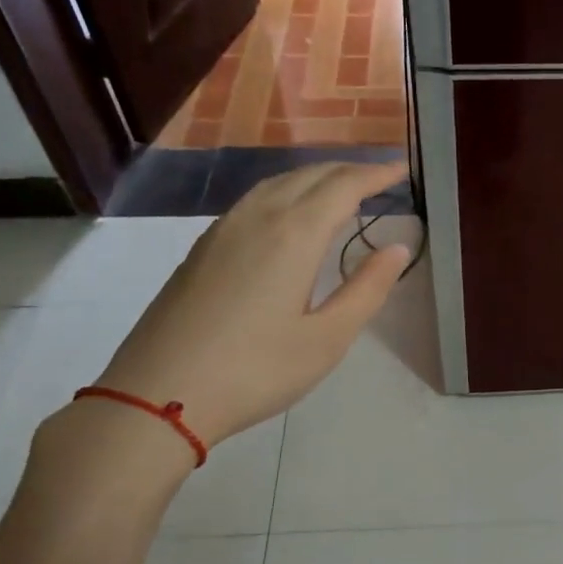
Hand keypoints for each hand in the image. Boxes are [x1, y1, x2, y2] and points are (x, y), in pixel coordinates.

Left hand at [94, 161, 410, 444]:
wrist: (159, 393)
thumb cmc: (255, 371)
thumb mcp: (327, 339)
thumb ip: (366, 290)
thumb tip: (397, 248)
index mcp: (294, 235)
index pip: (344, 187)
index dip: (376, 174)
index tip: (403, 169)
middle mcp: (258, 217)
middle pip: (309, 175)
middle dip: (348, 170)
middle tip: (379, 179)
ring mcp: (223, 230)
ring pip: (277, 183)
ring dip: (315, 178)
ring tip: (340, 190)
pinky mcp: (202, 249)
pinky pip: (254, 200)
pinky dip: (285, 192)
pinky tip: (289, 215)